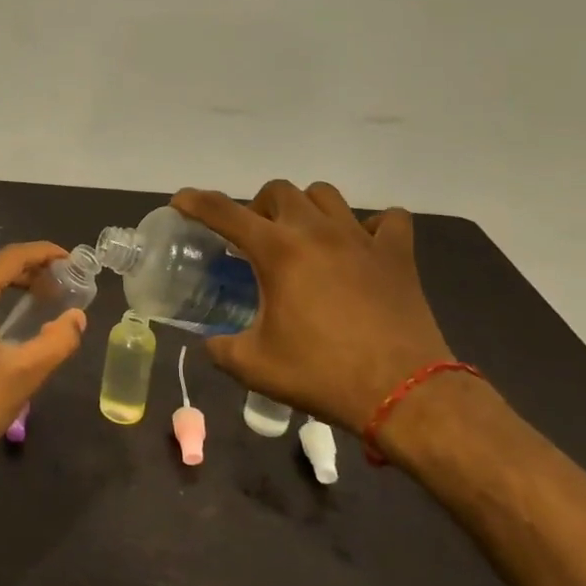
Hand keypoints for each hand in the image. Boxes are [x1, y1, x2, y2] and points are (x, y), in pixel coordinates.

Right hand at [173, 181, 453, 434]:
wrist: (404, 395)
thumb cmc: (322, 375)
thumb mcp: (254, 366)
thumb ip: (221, 348)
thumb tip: (209, 344)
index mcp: (277, 252)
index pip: (224, 212)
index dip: (195, 202)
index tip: (180, 201)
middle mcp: (316, 232)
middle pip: (278, 191)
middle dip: (258, 207)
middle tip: (255, 239)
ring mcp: (361, 239)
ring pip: (325, 195)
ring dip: (306, 208)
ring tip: (303, 237)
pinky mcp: (397, 256)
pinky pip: (387, 221)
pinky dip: (371, 226)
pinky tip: (361, 246)